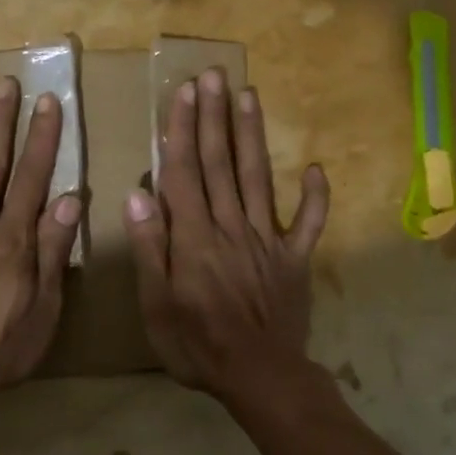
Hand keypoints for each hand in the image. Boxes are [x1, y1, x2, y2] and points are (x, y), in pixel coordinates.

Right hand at [123, 68, 329, 402]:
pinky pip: (309, 222)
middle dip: (215, 117)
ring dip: (252, 135)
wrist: (260, 378)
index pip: (184, 171)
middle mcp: (231, 226)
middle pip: (220, 163)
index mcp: (194, 236)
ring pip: (258, 178)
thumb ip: (149, 247)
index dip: (182, 130)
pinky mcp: (295, 258)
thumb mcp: (156, 304)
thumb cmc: (197, 344)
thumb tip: (138, 194)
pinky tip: (316, 168)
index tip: (184, 93)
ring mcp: (267, 239)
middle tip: (214, 76)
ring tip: (249, 96)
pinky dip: (316, 196)